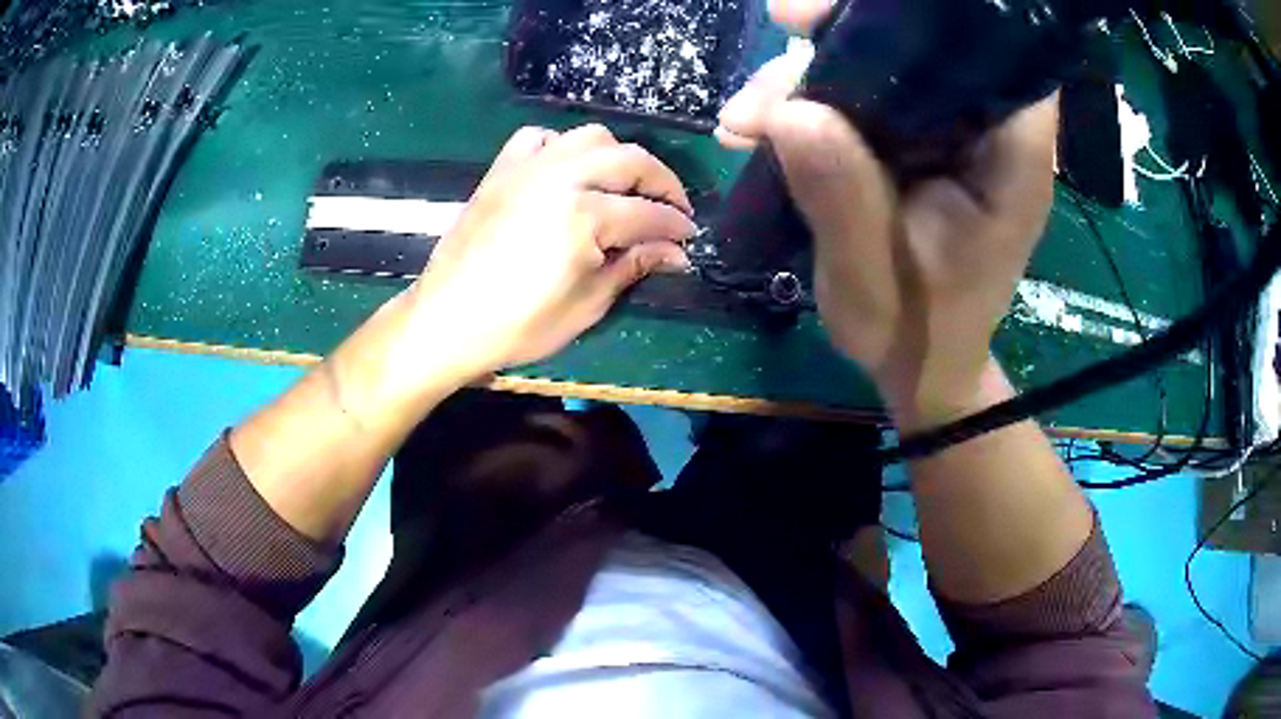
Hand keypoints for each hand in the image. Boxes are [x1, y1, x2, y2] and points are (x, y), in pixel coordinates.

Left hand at [406, 124, 694, 379]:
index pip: (648, 214)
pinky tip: (567, 170)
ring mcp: (527, 168)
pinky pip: (539, 138)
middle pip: (630, 160)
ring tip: (625, 185)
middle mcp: (561, 178)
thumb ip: (632, 267)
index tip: (690, 239)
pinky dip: (562, 146)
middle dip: (662, 182)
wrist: (447, 320)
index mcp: (584, 216)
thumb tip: (676, 252)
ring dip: (619, 156)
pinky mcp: (502, 170)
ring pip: (590, 137)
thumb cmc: (517, 325)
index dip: (676, 227)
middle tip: (673, 209)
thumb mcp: (585, 305)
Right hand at [716, 0, 1057, 428]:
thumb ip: (842, 200)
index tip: (829, 20)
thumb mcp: (871, 283)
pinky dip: (808, 99)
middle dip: (842, 35)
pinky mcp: (919, 141)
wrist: (922, 367)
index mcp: (1010, 157)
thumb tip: (788, 110)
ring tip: (744, 121)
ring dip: (809, 73)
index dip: (920, 15)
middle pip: (925, 43)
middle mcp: (988, 130)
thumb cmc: (915, 336)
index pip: (989, 50)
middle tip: (775, 48)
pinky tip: (758, 129)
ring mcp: (952, 133)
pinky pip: (864, 94)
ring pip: (884, 63)